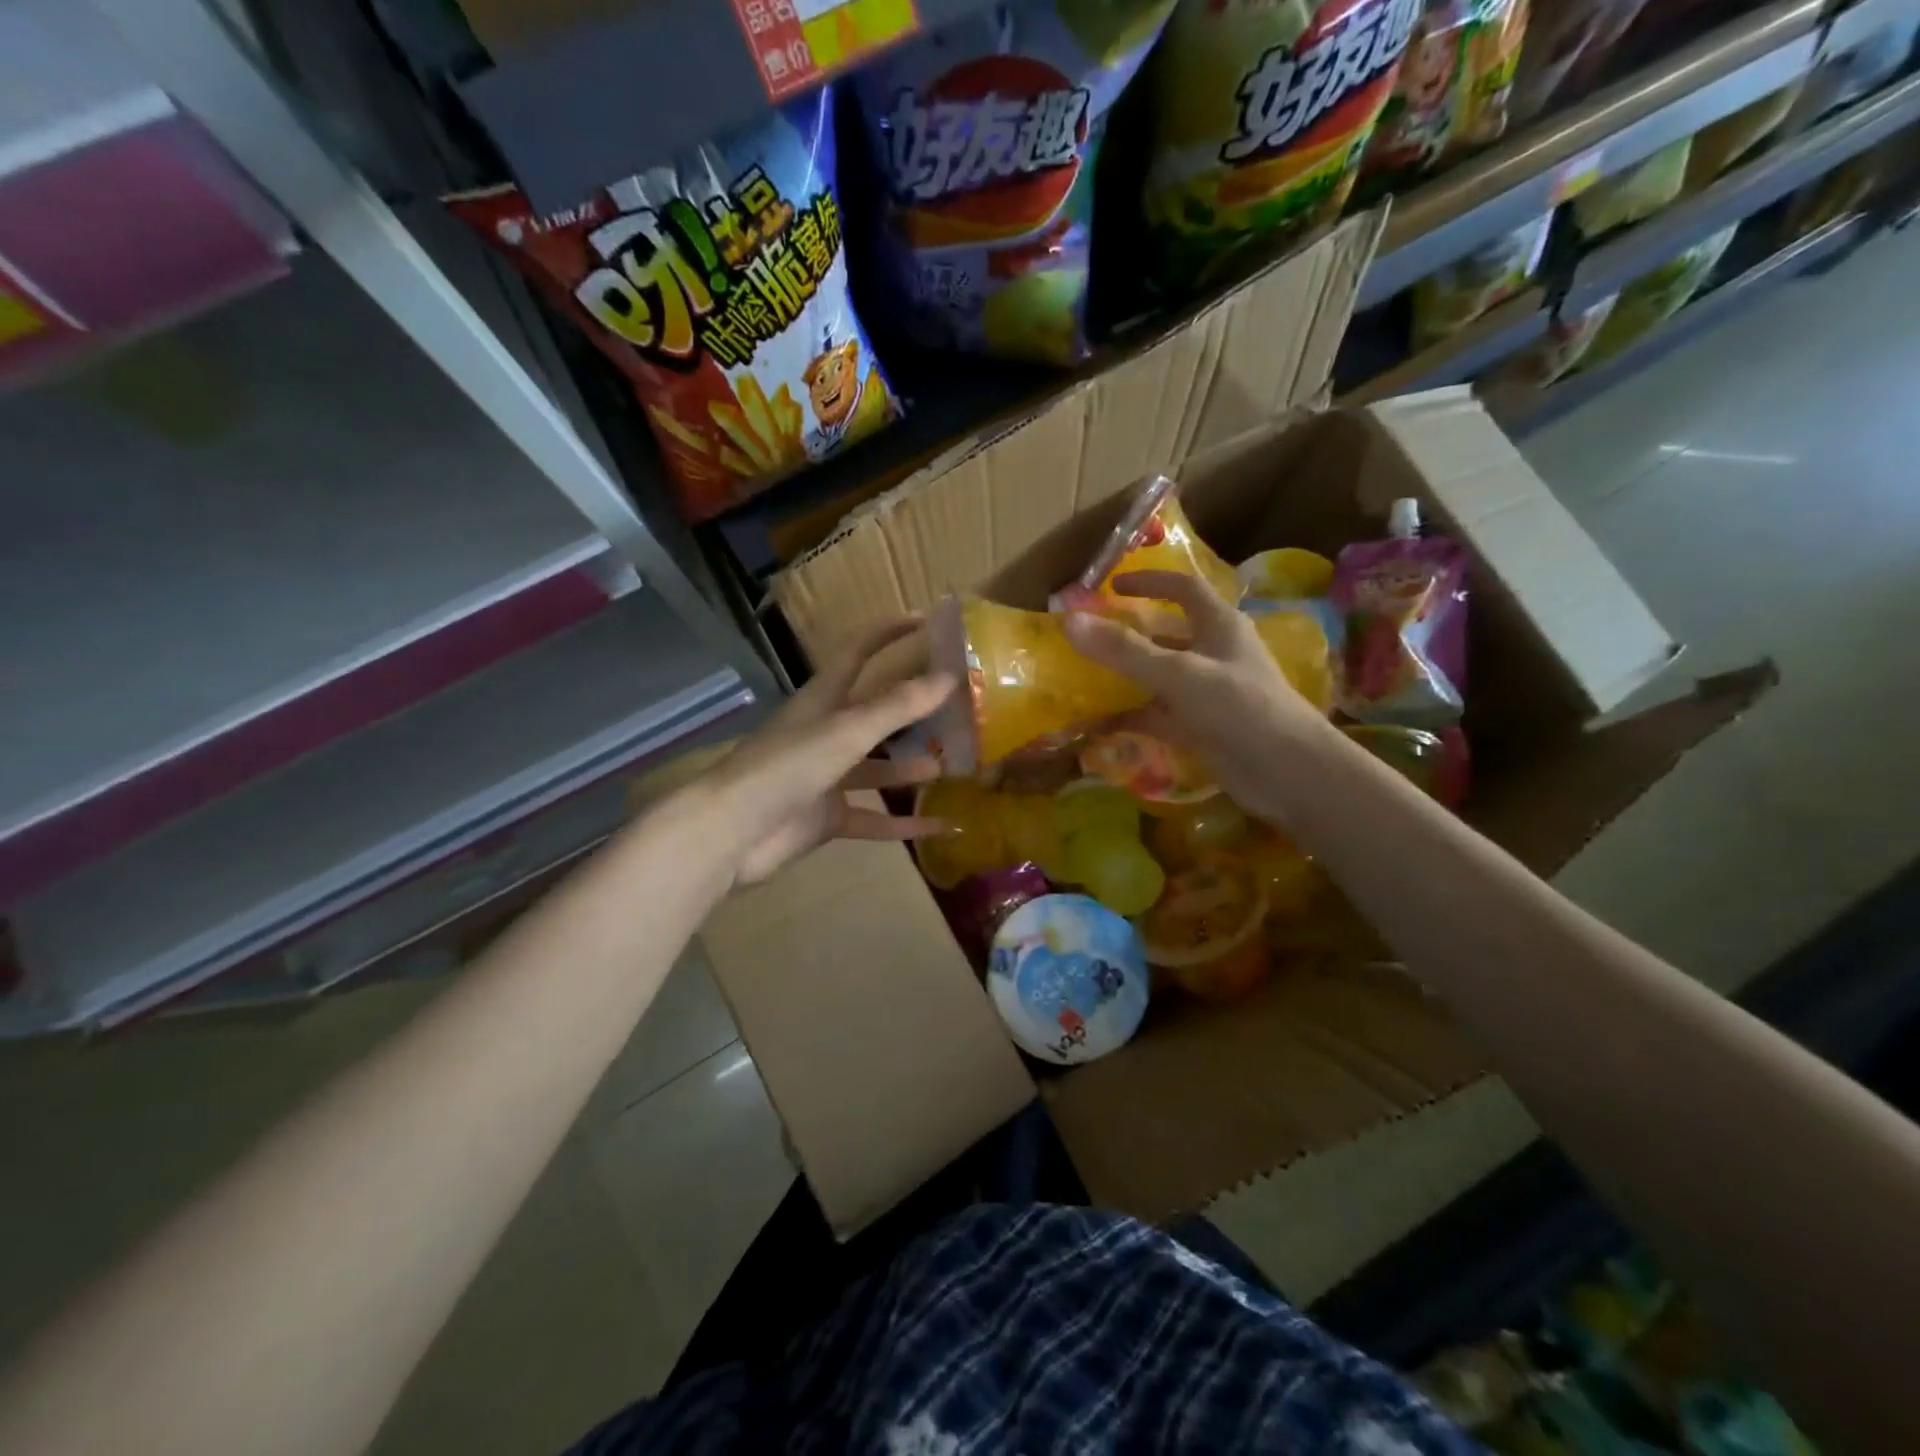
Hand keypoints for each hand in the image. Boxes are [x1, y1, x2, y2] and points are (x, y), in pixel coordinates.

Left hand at [699, 620, 955, 886]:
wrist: (733, 832)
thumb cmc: (788, 766)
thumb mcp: (847, 730)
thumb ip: (898, 706)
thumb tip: (949, 677)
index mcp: (823, 700)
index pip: (858, 653)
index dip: (887, 634)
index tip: (925, 620)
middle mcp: (826, 734)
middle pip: (875, 714)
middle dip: (912, 709)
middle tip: (956, 706)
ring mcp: (827, 778)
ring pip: (878, 770)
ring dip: (911, 769)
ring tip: (952, 766)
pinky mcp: (828, 818)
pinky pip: (875, 819)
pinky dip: (904, 824)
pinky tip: (941, 825)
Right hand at [1063, 570, 1335, 821]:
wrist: (1286, 772)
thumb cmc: (1239, 708)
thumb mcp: (1178, 674)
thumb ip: (1124, 650)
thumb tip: (1070, 621)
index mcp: (1219, 625)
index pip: (1184, 588)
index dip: (1150, 581)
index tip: (1113, 585)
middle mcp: (1215, 653)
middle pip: (1168, 634)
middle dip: (1131, 634)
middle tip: (1089, 637)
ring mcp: (1209, 692)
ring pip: (1161, 676)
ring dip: (1128, 676)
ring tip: (1085, 678)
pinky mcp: (1203, 727)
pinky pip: (1160, 714)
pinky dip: (1133, 716)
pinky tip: (1100, 724)